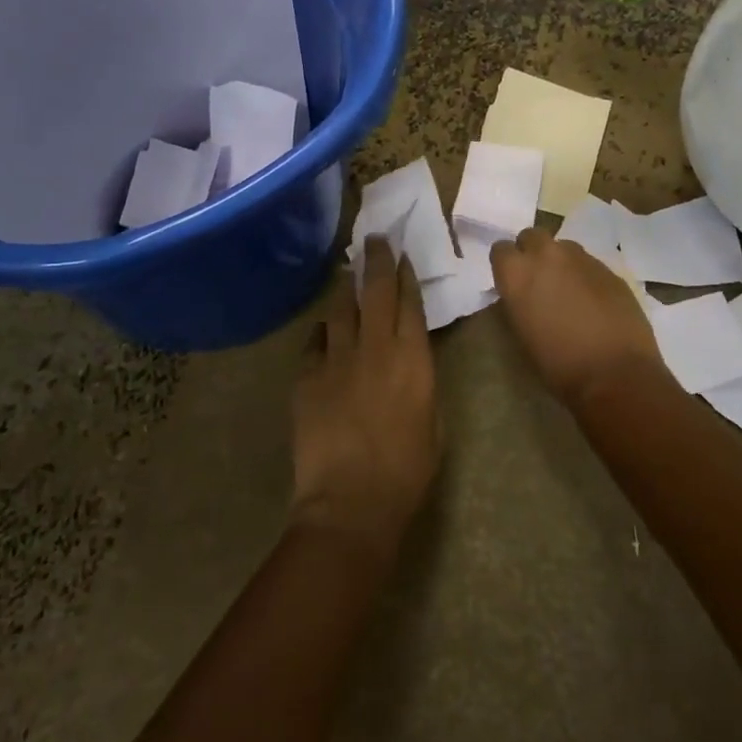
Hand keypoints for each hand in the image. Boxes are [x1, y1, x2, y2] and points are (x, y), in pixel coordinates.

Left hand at [291, 237, 439, 551]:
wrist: (350, 502)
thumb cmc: (406, 471)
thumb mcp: (434, 424)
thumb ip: (422, 383)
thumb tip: (410, 362)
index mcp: (413, 359)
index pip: (410, 303)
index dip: (406, 276)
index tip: (402, 257)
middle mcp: (375, 348)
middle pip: (375, 291)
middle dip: (376, 260)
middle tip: (374, 239)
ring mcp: (337, 359)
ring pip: (340, 308)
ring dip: (345, 286)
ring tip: (346, 271)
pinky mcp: (307, 376)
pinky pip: (314, 341)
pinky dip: (322, 331)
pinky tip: (324, 330)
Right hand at [491, 227, 666, 409]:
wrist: (615, 373)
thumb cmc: (558, 364)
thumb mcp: (521, 333)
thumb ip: (517, 301)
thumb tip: (522, 294)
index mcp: (517, 272)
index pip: (500, 250)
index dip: (506, 265)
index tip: (511, 282)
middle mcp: (547, 255)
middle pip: (532, 236)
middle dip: (532, 253)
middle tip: (539, 280)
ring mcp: (582, 258)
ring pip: (564, 247)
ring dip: (561, 262)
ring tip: (568, 290)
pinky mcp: (610, 269)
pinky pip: (589, 264)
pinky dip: (586, 276)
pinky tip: (594, 302)